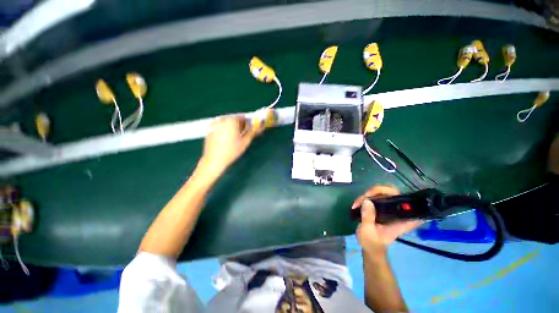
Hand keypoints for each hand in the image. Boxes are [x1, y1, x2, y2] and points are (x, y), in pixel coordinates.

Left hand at [199, 116, 261, 176]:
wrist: (214, 160)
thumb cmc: (232, 151)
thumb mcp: (245, 142)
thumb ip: (252, 133)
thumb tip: (260, 128)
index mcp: (231, 121)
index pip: (243, 117)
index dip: (249, 122)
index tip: (252, 127)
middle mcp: (222, 120)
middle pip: (234, 119)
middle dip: (241, 125)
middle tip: (245, 133)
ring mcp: (214, 124)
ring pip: (227, 123)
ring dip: (233, 127)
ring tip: (236, 137)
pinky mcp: (209, 129)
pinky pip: (220, 126)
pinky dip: (225, 129)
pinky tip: (227, 138)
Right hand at [352, 186, 421, 254]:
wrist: (370, 247)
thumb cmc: (371, 242)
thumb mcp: (368, 231)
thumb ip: (368, 217)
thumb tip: (367, 201)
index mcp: (401, 219)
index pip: (405, 201)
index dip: (392, 194)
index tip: (376, 196)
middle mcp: (398, 211)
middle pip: (392, 191)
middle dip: (376, 191)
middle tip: (364, 197)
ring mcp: (390, 208)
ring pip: (382, 192)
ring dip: (368, 194)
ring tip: (357, 202)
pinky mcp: (383, 207)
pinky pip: (376, 196)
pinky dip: (366, 197)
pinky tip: (358, 203)